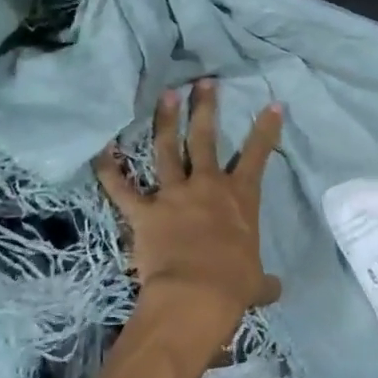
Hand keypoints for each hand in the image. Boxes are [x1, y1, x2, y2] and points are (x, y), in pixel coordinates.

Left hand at [95, 81, 283, 337]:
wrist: (195, 295)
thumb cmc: (233, 285)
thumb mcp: (255, 282)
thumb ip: (264, 281)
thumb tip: (275, 291)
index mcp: (240, 198)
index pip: (259, 155)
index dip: (266, 129)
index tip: (272, 105)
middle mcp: (207, 186)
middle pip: (205, 138)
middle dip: (205, 107)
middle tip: (203, 82)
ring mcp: (173, 195)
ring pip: (166, 149)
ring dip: (165, 121)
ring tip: (165, 96)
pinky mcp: (143, 212)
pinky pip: (121, 187)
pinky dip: (109, 170)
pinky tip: (102, 150)